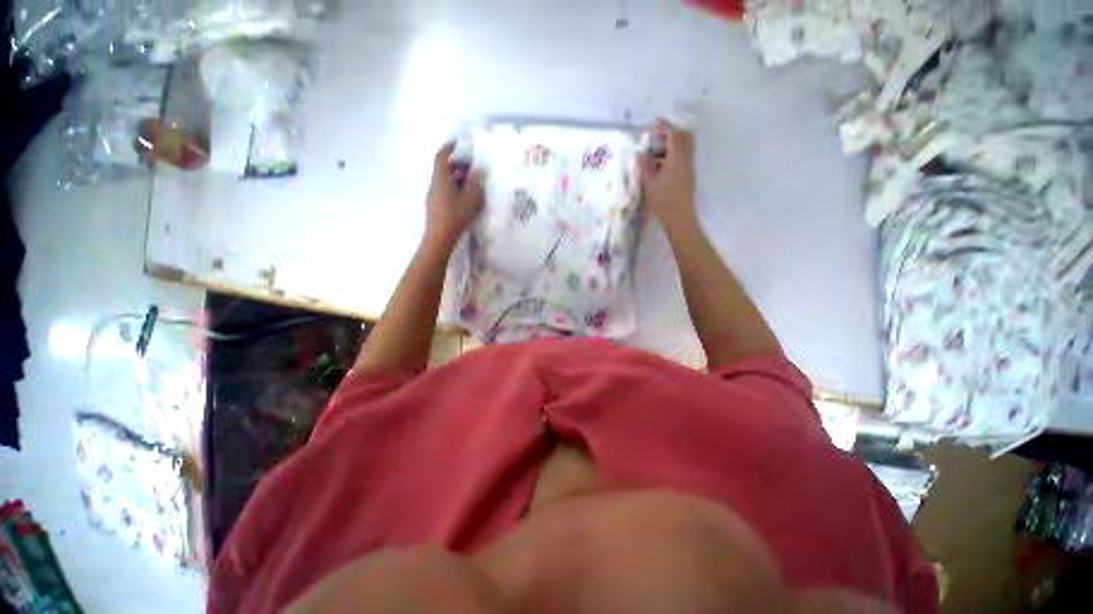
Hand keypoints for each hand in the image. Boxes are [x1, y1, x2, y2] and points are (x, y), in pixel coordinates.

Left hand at [424, 142, 484, 249]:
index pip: (442, 157)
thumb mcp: (470, 199)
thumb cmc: (455, 216)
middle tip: (472, 168)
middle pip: (444, 169)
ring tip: (471, 184)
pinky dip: (454, 189)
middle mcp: (435, 184)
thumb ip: (475, 183)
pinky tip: (465, 199)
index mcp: (441, 179)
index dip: (449, 148)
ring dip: (457, 178)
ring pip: (445, 181)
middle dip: (457, 165)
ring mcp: (433, 196)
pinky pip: (445, 191)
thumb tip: (479, 170)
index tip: (457, 143)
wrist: (439, 238)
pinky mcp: (435, 207)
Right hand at [639, 119, 697, 235]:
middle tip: (656, 134)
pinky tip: (660, 163)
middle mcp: (686, 159)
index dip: (664, 126)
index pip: (673, 134)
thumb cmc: (663, 201)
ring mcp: (689, 167)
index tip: (654, 123)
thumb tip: (641, 153)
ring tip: (655, 150)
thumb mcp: (649, 183)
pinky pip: (683, 156)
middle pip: (684, 136)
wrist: (680, 218)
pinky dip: (673, 153)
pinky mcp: (687, 175)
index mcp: (677, 158)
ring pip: (684, 146)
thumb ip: (645, 166)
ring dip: (672, 143)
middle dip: (671, 131)